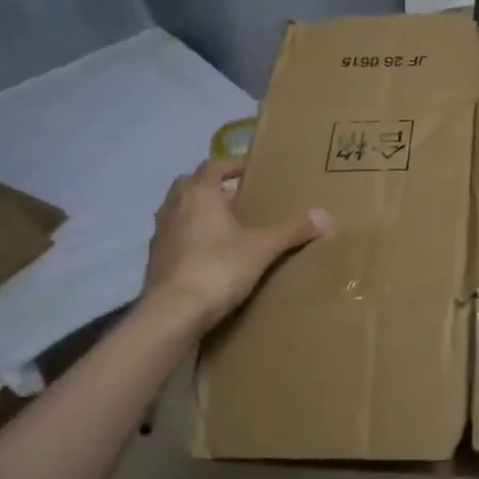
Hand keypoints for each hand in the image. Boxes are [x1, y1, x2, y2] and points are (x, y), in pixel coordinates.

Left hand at [136, 157, 327, 333]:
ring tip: (224, 224)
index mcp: (199, 195)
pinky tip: (208, 254)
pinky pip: (174, 238)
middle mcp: (174, 208)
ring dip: (197, 211)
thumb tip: (324, 215)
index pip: (213, 166)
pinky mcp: (154, 262)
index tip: (251, 169)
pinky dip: (189, 237)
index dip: (232, 165)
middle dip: (211, 186)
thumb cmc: (218, 268)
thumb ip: (292, 230)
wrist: (172, 314)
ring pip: (178, 211)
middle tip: (236, 196)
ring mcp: (160, 235)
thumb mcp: (262, 248)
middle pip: (189, 184)